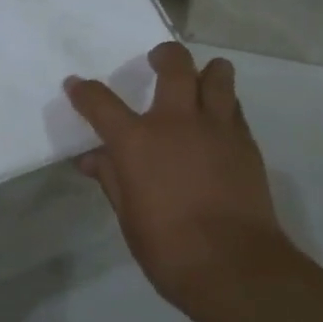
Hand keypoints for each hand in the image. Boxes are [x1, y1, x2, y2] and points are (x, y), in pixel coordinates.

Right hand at [65, 43, 292, 305]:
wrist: (234, 266)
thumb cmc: (169, 248)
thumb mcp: (128, 215)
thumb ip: (111, 177)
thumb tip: (91, 158)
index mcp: (138, 141)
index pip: (101, 102)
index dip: (84, 91)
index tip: (76, 85)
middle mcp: (177, 121)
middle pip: (175, 64)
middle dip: (163, 55)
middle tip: (157, 62)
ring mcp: (217, 127)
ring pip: (217, 73)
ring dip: (205, 72)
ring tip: (197, 85)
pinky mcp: (246, 141)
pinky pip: (234, 106)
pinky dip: (223, 105)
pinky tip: (216, 125)